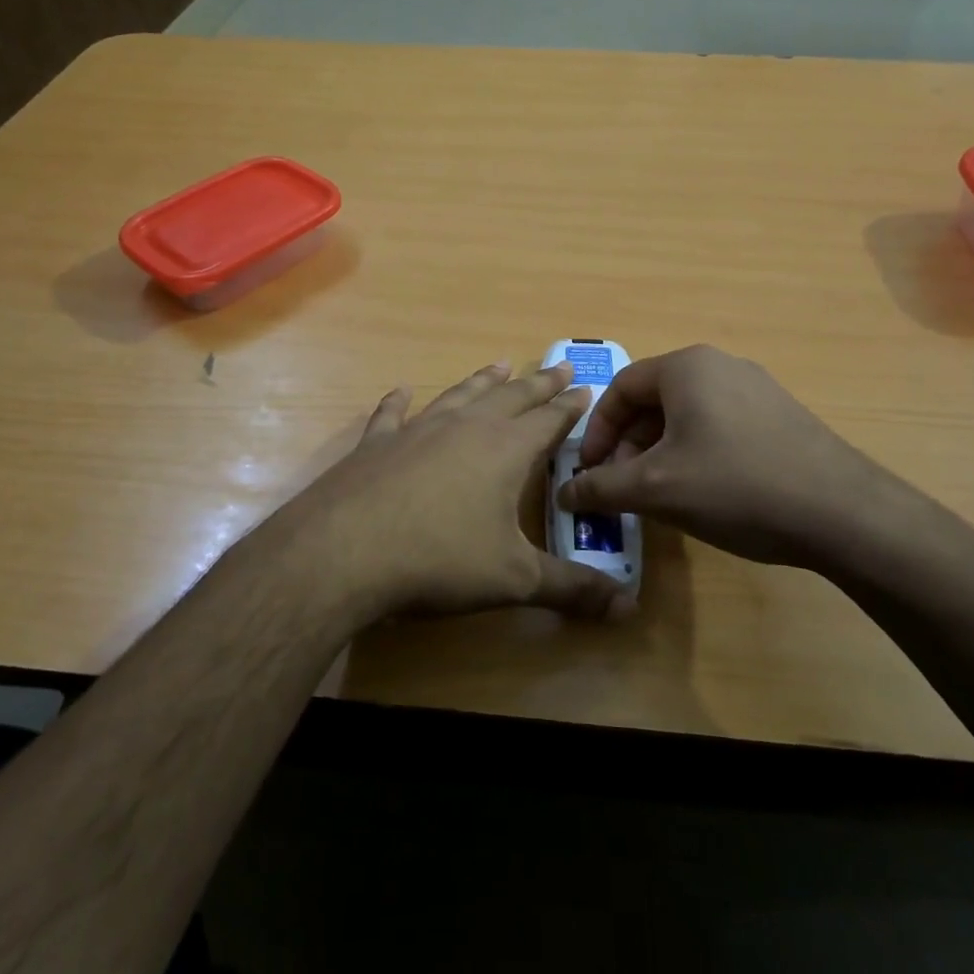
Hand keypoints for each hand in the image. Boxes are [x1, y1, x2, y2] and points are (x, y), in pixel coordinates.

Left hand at [273, 361, 629, 624]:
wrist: (345, 551)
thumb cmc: (440, 560)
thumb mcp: (514, 580)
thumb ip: (571, 589)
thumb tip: (629, 608)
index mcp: (506, 450)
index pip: (549, 421)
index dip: (570, 407)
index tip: (585, 386)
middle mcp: (466, 428)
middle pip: (511, 397)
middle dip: (538, 383)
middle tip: (558, 365)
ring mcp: (418, 430)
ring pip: (460, 396)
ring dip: (483, 380)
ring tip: (500, 364)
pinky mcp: (377, 444)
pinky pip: (392, 414)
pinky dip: (398, 401)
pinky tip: (401, 390)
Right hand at [557, 345, 923, 570]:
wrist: (843, 513)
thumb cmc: (735, 485)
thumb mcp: (655, 489)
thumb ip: (601, 487)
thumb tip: (563, 493)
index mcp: (686, 367)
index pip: (620, 388)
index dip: (596, 431)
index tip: (589, 471)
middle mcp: (720, 365)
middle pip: (654, 401)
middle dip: (628, 445)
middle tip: (621, 487)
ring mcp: (757, 389)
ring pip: (686, 416)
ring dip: (659, 453)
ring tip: (658, 495)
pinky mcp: (781, 416)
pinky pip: (719, 426)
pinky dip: (695, 454)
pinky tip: (703, 494)